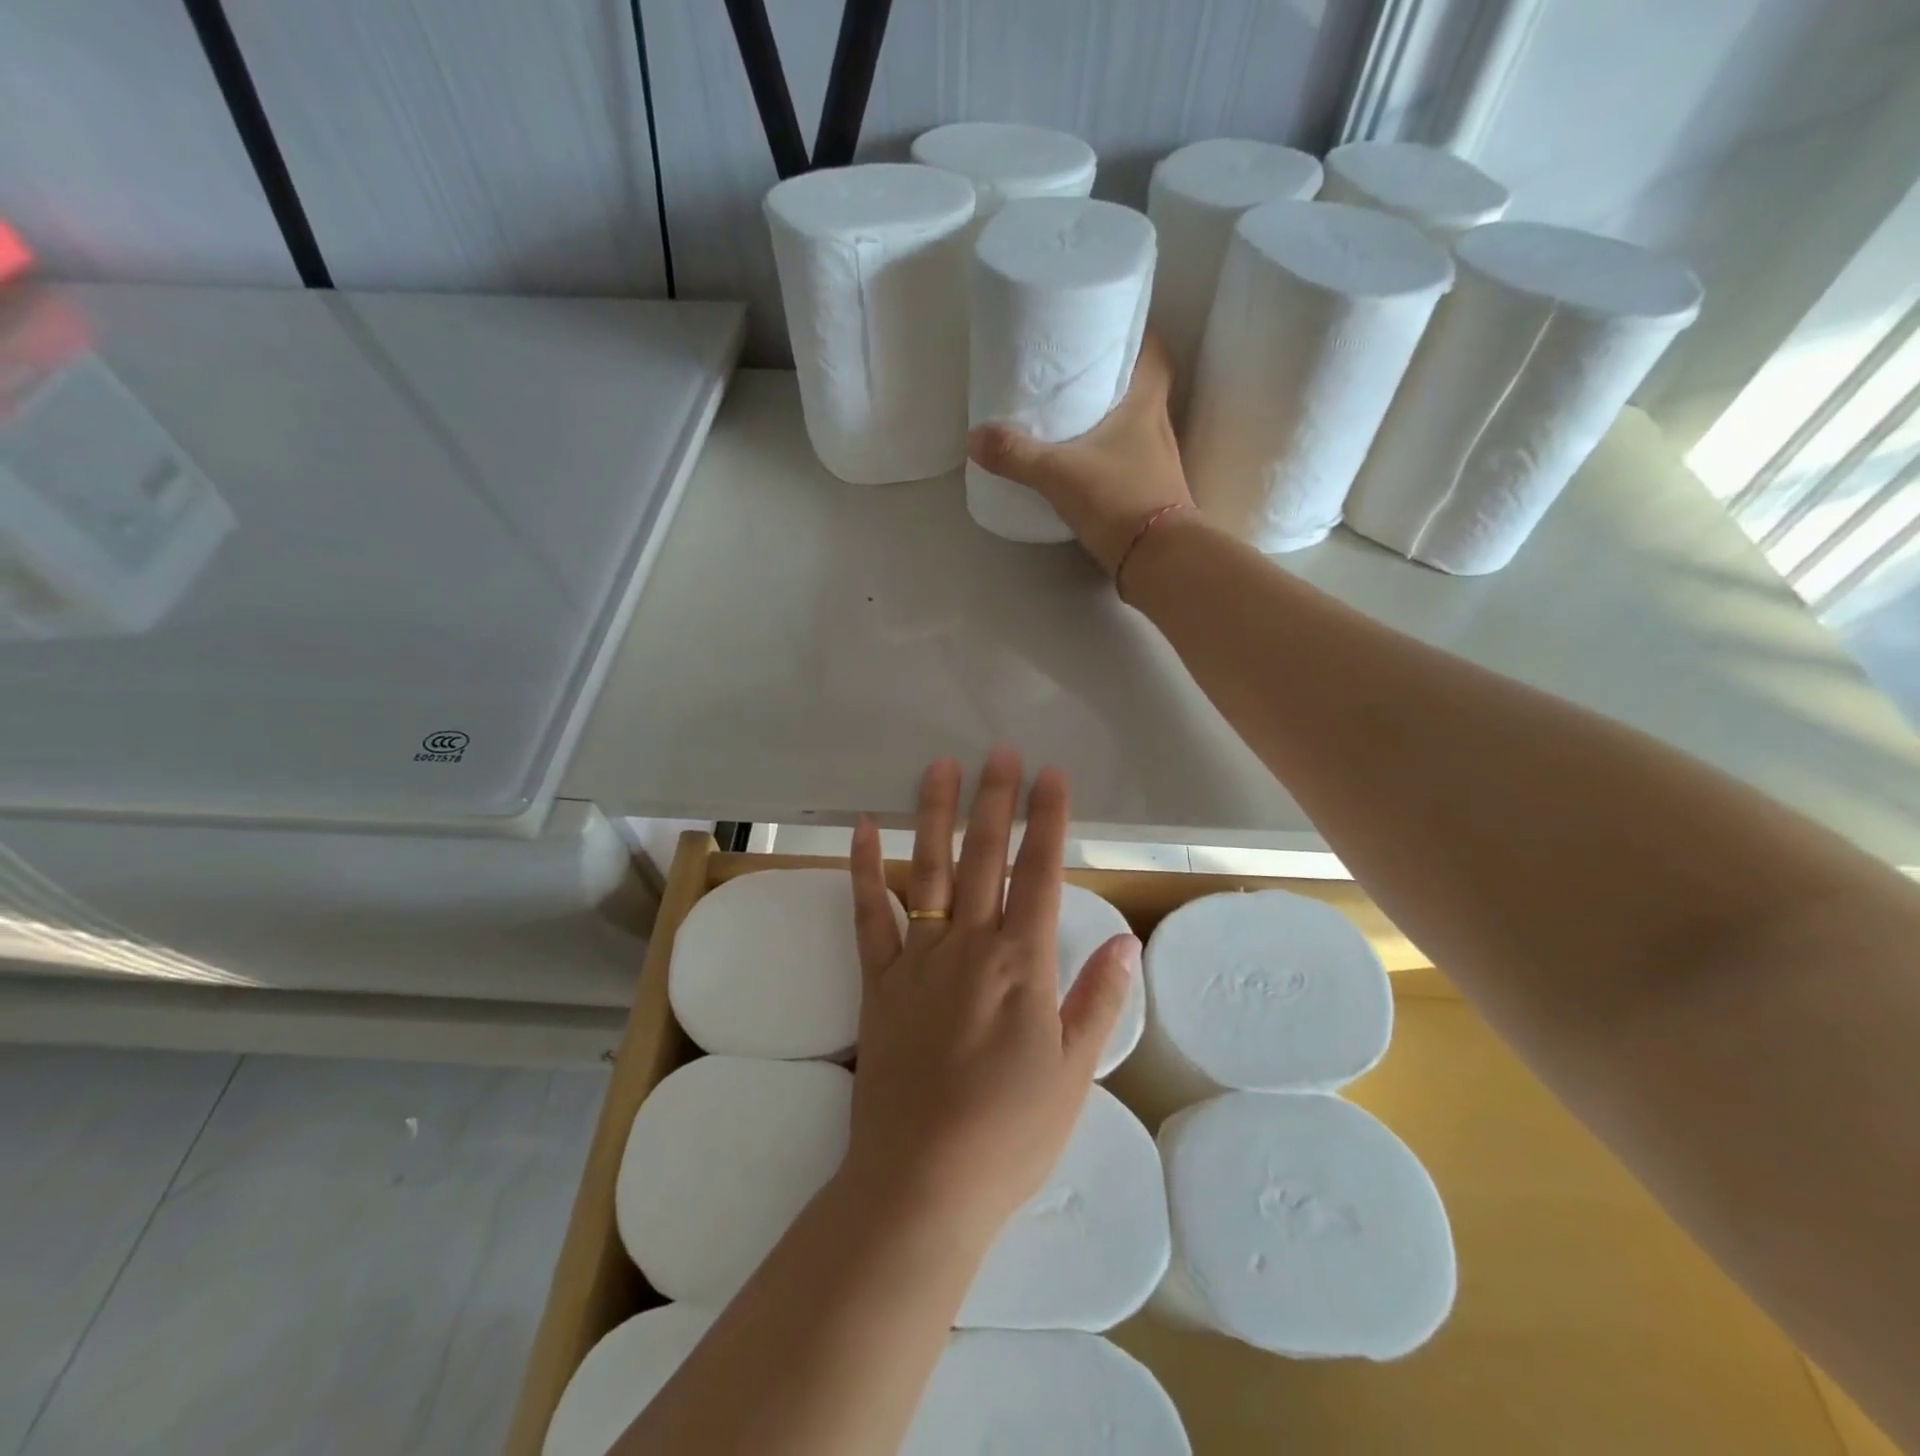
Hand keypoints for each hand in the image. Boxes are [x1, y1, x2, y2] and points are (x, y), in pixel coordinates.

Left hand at [841, 749, 1140, 1245]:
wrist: (922, 1182)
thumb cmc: (1009, 1134)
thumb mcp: (1074, 1073)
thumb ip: (1097, 1000)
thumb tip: (1126, 940)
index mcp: (1022, 965)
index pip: (1041, 874)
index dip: (1048, 820)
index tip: (1051, 776)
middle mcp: (969, 946)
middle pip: (985, 858)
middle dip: (995, 800)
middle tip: (999, 751)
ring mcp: (917, 958)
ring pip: (928, 870)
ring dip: (935, 815)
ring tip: (939, 767)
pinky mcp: (877, 980)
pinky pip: (868, 915)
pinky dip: (864, 869)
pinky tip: (862, 829)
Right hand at [967, 332, 1193, 578]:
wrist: (1158, 558)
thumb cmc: (1118, 500)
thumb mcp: (1059, 474)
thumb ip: (1016, 455)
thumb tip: (975, 437)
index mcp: (1145, 404)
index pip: (1152, 351)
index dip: (1134, 334)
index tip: (1105, 328)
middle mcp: (1158, 426)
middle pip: (1141, 385)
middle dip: (1112, 375)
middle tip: (1075, 371)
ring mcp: (1156, 462)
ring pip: (1134, 424)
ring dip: (1109, 416)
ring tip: (1071, 413)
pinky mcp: (1149, 492)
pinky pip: (1127, 458)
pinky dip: (1108, 453)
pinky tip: (1082, 462)